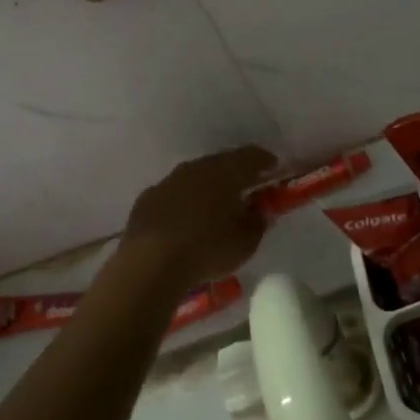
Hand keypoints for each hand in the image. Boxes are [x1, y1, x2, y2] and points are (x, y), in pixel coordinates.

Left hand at [117, 145, 278, 295]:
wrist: (150, 264)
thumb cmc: (207, 249)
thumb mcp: (246, 242)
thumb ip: (258, 222)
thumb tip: (260, 210)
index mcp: (225, 171)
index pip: (251, 156)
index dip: (265, 161)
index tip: (273, 169)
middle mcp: (196, 168)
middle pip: (221, 163)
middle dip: (235, 174)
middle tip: (246, 189)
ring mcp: (168, 181)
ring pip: (194, 178)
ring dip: (207, 188)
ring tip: (215, 207)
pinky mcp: (146, 200)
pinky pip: (172, 195)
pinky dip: (183, 203)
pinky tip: (184, 221)